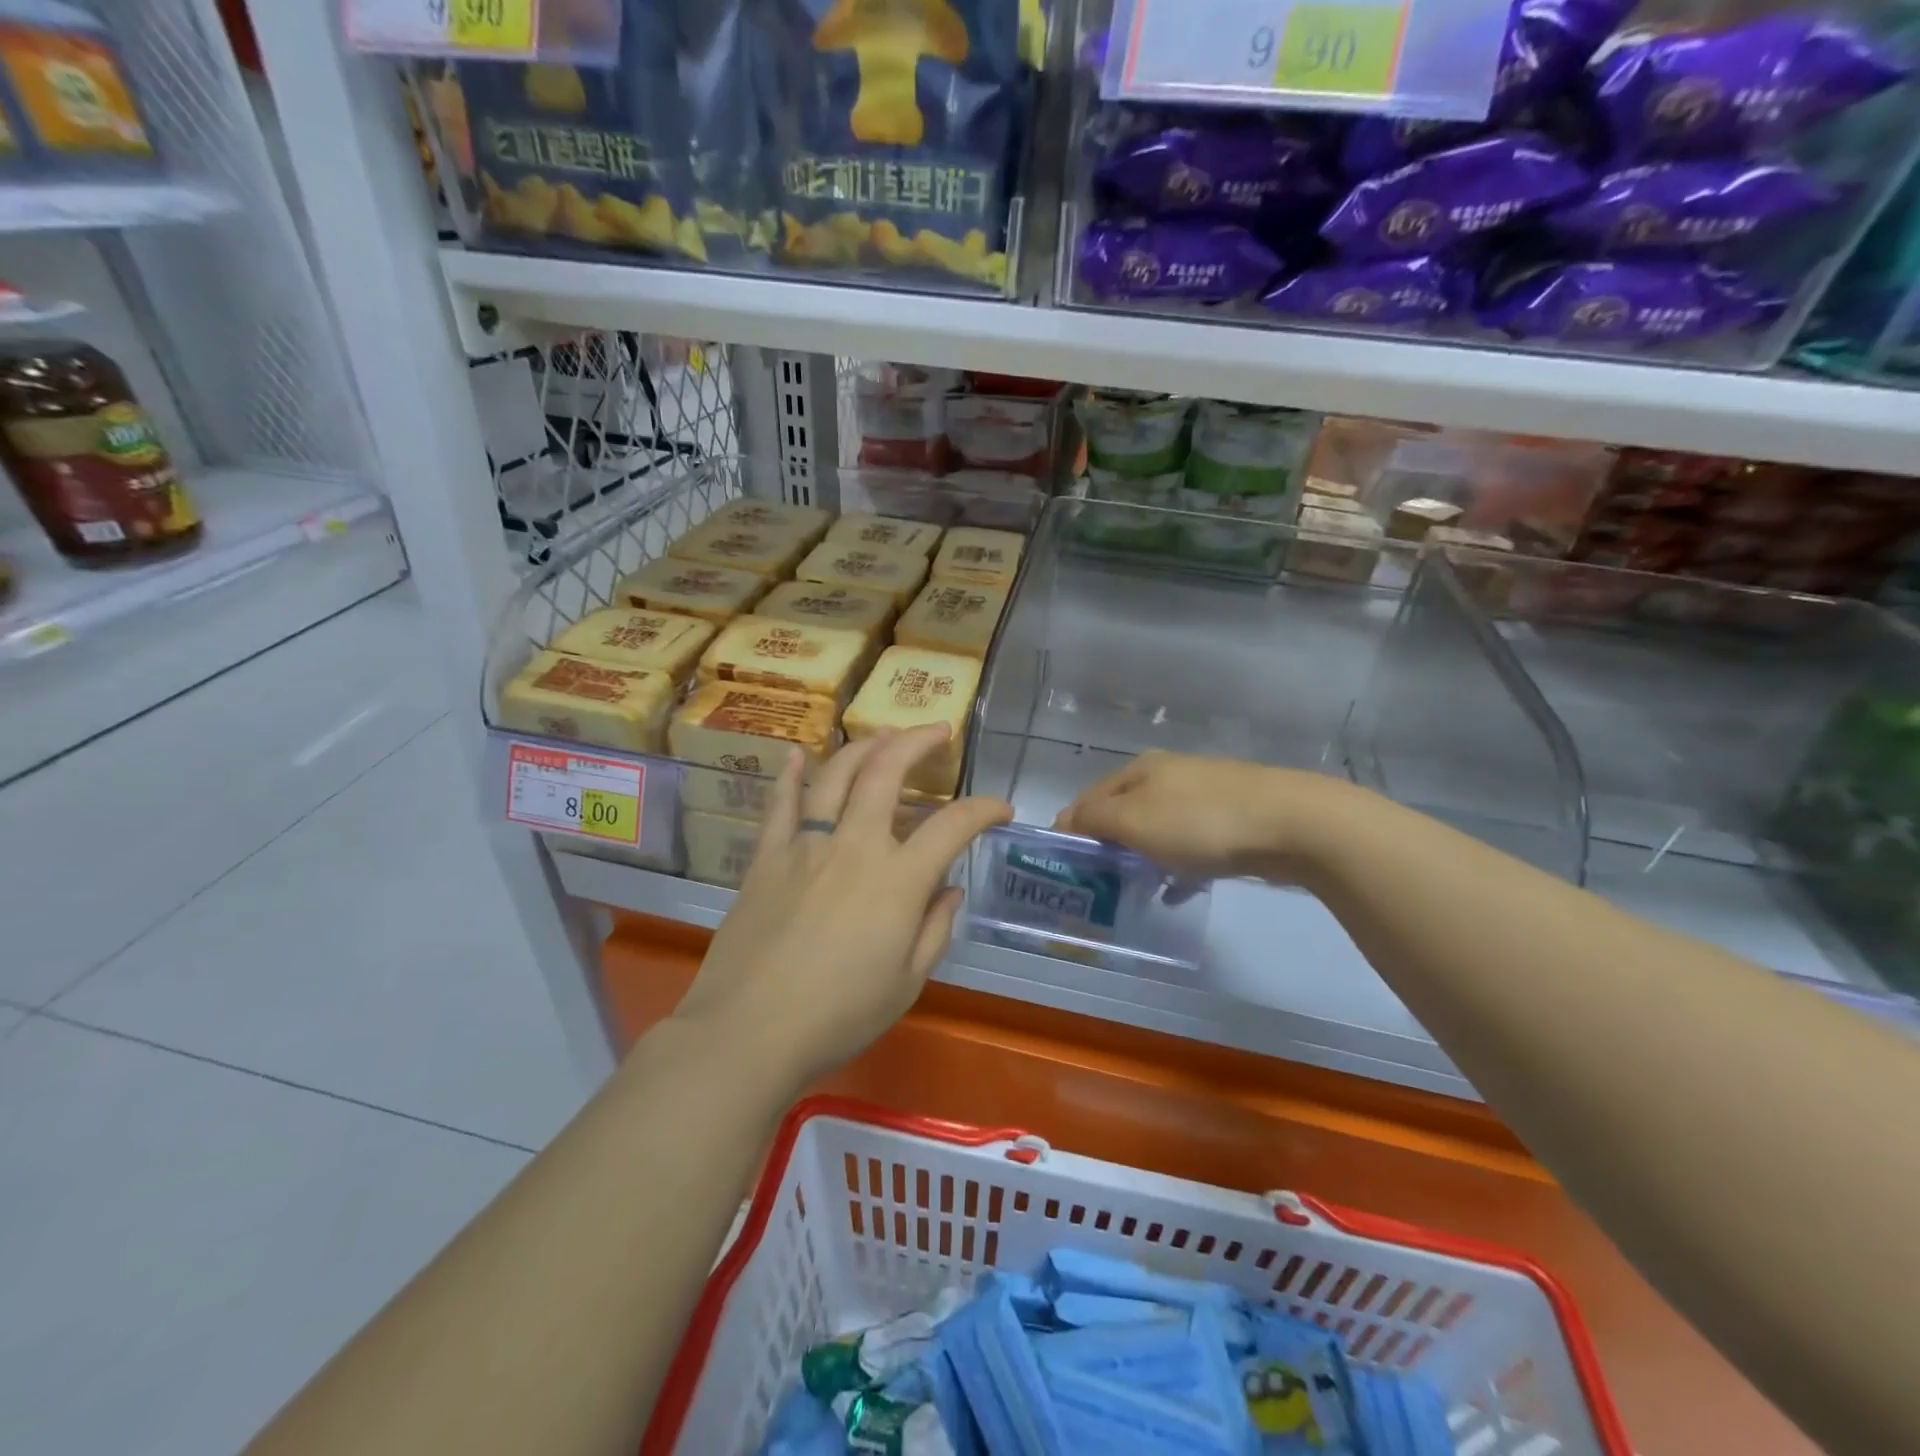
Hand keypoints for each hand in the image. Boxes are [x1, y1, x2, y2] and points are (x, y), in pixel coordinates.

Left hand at [674, 727, 1011, 1085]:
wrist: (748, 1032)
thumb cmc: (838, 1016)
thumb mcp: (907, 983)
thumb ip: (934, 929)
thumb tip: (949, 889)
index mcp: (898, 881)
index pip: (953, 826)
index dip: (983, 810)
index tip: (1000, 809)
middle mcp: (854, 847)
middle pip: (887, 772)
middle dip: (918, 742)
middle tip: (938, 732)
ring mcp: (805, 846)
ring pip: (836, 775)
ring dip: (864, 747)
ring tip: (883, 736)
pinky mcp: (766, 857)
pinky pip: (780, 804)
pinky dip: (792, 774)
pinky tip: (799, 754)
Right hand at [1054, 750, 1352, 882]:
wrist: (1292, 823)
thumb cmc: (1199, 822)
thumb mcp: (1133, 820)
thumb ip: (1092, 819)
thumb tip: (1064, 822)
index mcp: (1138, 770)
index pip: (1088, 798)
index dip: (1072, 830)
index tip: (1067, 868)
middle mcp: (1167, 775)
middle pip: (1122, 812)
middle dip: (1108, 845)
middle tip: (1099, 883)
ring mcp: (1203, 794)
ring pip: (1156, 829)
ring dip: (1142, 857)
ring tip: (1136, 890)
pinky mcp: (1232, 817)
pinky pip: (1189, 843)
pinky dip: (1176, 864)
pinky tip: (1178, 890)